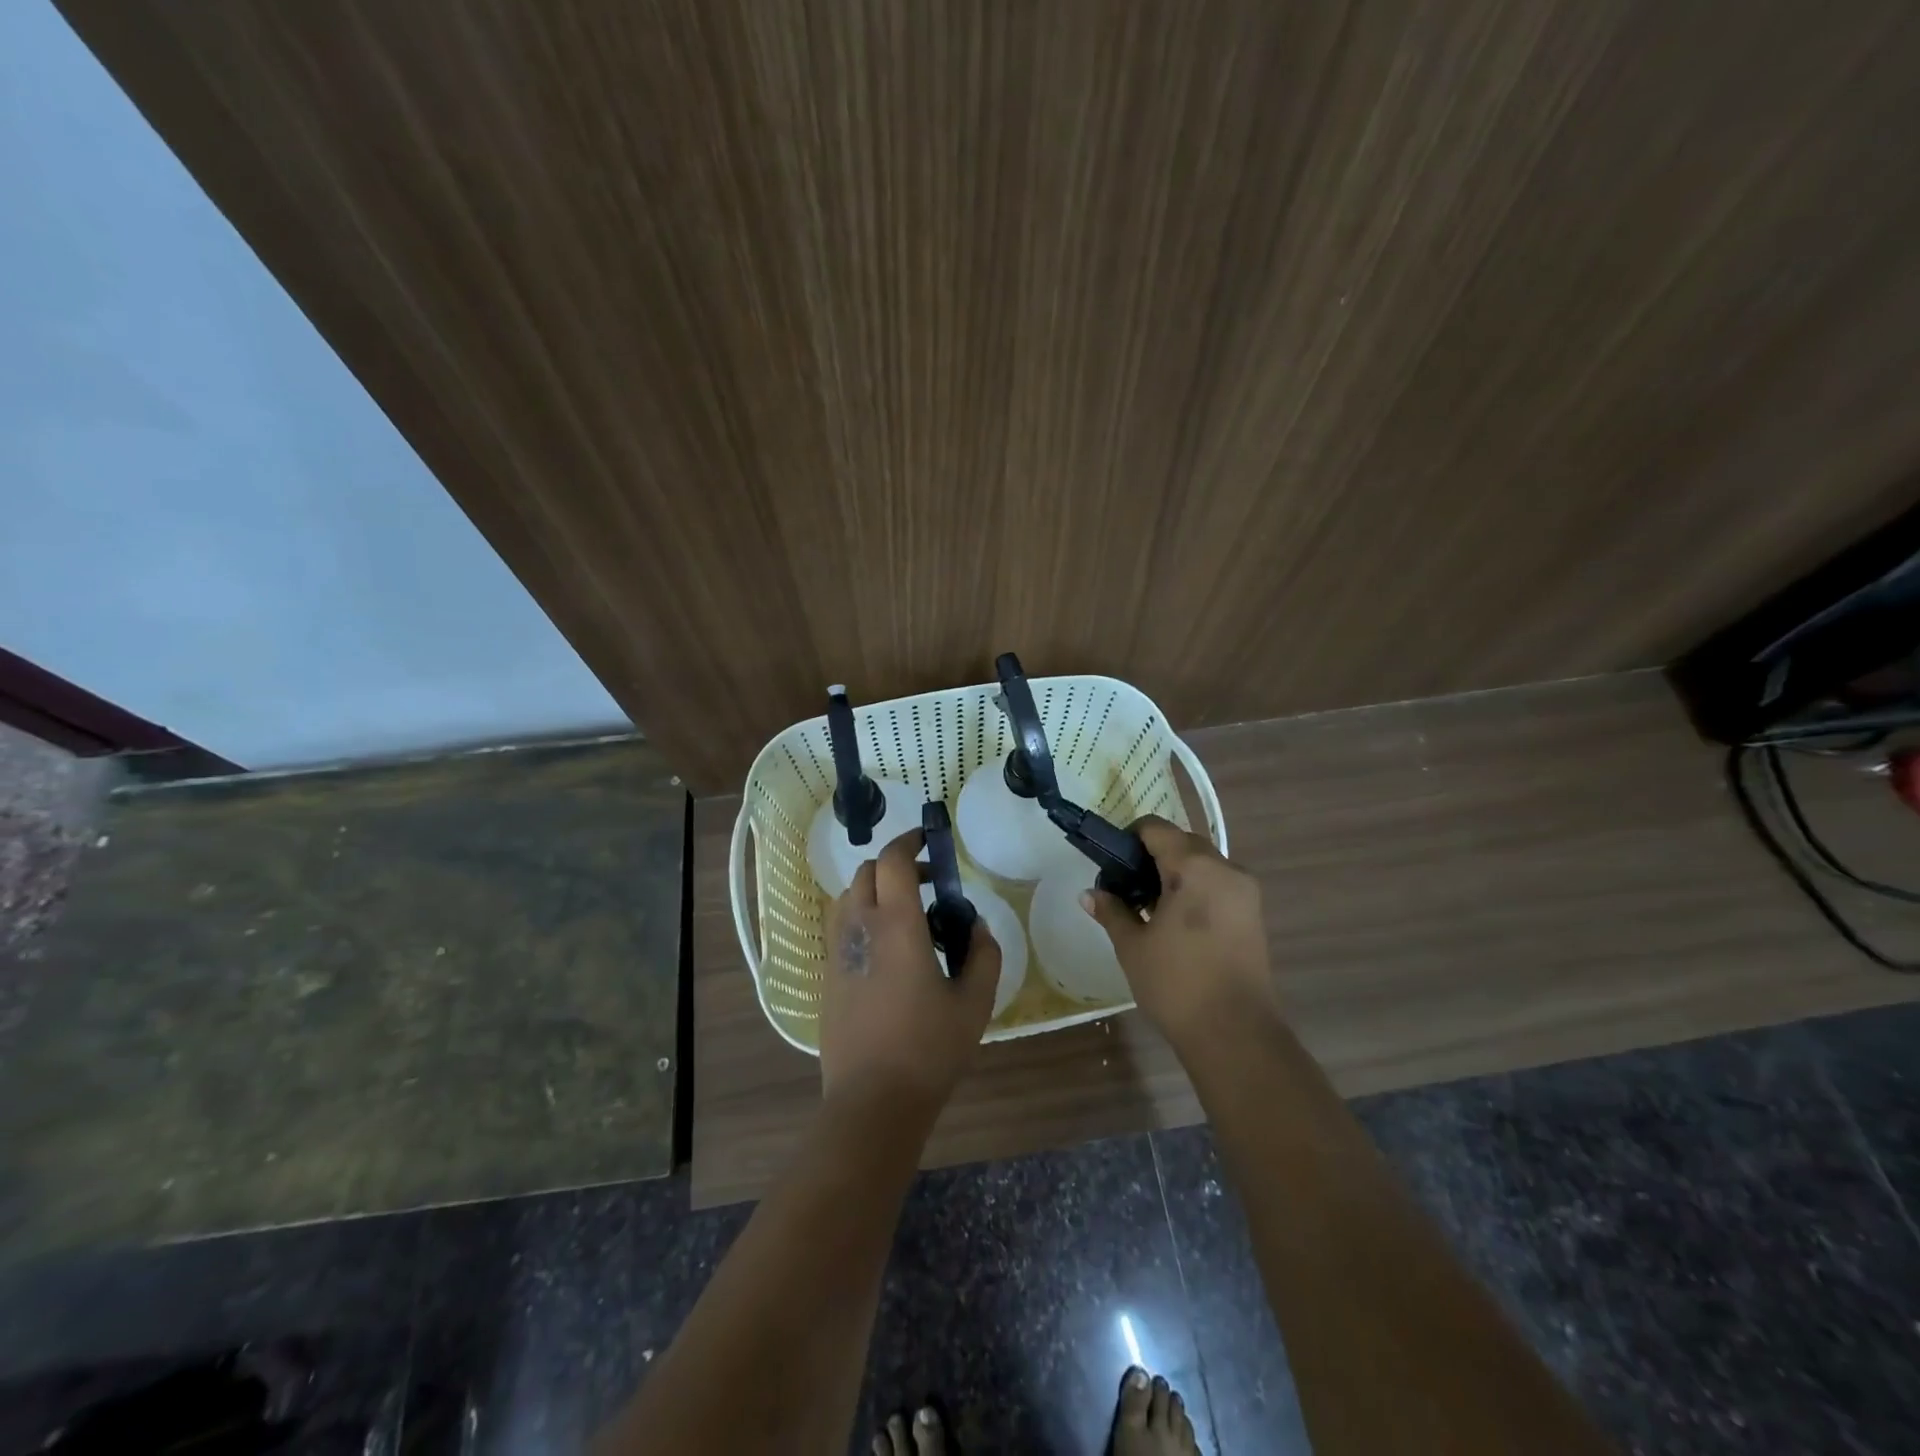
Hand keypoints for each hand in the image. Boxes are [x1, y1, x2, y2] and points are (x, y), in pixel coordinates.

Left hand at [819, 828, 1000, 1114]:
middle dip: (896, 866)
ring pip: (849, 897)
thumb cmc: (929, 1048)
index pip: (894, 860)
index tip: (930, 841)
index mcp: (896, 925)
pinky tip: (887, 949)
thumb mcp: (974, 1002)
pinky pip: (841, 926)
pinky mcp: (827, 976)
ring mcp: (837, 951)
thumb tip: (975, 924)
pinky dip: (862, 917)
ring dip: (876, 890)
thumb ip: (984, 954)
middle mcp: (860, 927)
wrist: (872, 1101)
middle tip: (928, 884)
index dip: (910, 841)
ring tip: (906, 915)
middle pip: (867, 872)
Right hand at [1083, 816, 1273, 1044]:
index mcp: (1195, 867)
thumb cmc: (1177, 984)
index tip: (1111, 863)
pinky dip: (1195, 890)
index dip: (1129, 838)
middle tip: (1127, 887)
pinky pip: (1218, 885)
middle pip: (1182, 843)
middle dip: (1152, 856)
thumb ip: (1112, 911)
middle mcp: (1226, 869)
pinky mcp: (1254, 915)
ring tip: (1149, 908)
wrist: (1236, 1034)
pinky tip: (1175, 922)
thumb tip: (1090, 894)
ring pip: (1203, 864)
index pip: (1156, 829)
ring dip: (1175, 874)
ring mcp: (1245, 892)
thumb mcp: (1133, 946)